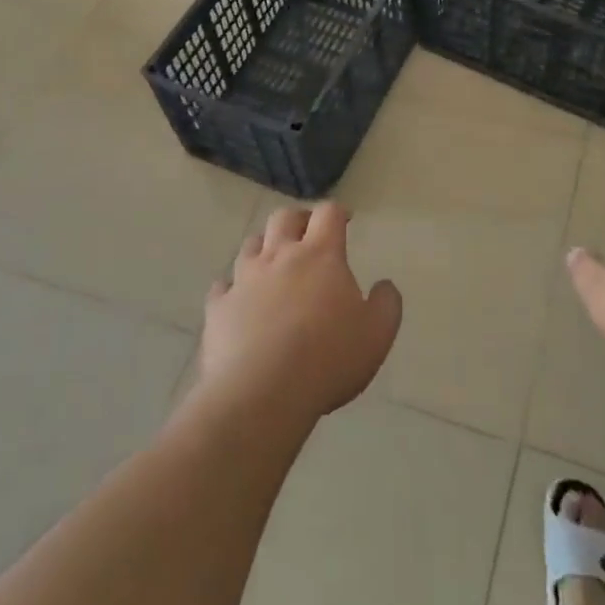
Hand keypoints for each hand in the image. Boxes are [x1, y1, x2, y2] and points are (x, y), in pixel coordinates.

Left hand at [198, 204, 400, 424]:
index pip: (328, 215)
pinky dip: (233, 286)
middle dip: (299, 219)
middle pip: (284, 218)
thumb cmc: (327, 358)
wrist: (261, 392)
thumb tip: (384, 285)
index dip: (338, 212)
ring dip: (264, 246)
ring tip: (273, 262)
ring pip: (250, 245)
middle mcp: (279, 257)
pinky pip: (224, 286)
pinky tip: (239, 298)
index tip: (345, 219)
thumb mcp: (377, 334)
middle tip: (308, 232)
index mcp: (320, 256)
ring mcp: (244, 280)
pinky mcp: (218, 307)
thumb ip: (386, 304)